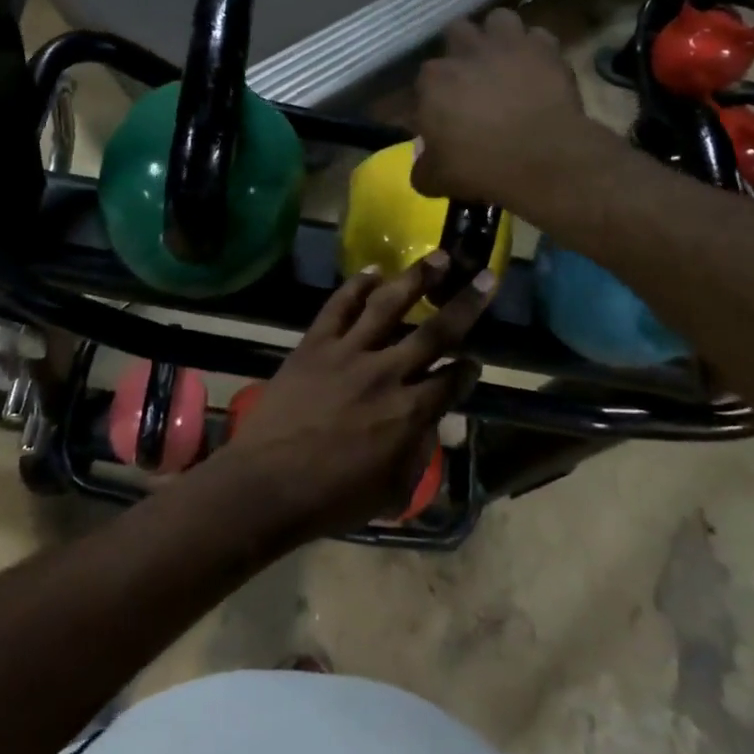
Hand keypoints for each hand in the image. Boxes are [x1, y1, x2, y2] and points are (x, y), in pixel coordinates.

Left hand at [216, 253, 491, 540]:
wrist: (267, 484)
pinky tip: (374, 270)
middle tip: (485, 277)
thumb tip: (428, 423)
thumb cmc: (332, 498)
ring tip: (439, 256)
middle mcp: (386, 373)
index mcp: (409, 413)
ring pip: (389, 306)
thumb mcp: (391, 490)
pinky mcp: (314, 343)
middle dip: (466, 304)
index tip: (475, 361)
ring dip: (416, 278)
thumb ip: (417, 453)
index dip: (468, 369)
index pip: (451, 380)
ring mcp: (348, 353)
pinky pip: (338, 306)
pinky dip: (357, 285)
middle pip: (435, 332)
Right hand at [411, 9, 607, 210]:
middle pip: (456, 32)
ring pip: (498, 20)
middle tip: (470, 77)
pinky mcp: (545, 49)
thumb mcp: (437, 180)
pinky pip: (537, 37)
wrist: (545, 159)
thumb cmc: (482, 167)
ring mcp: (508, 44)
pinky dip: (535, 50)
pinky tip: (536, 68)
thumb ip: (422, 168)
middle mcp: (466, 52)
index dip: (433, 96)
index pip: (423, 80)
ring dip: (498, 36)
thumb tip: (422, 165)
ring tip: (504, 59)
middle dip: (461, 50)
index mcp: (434, 81)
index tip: (442, 115)